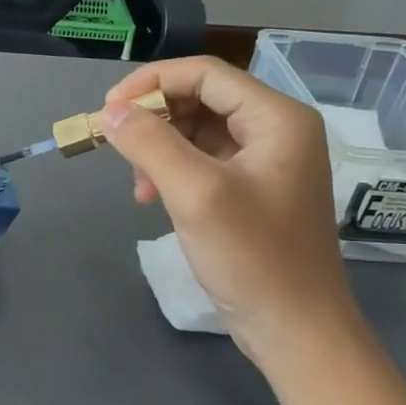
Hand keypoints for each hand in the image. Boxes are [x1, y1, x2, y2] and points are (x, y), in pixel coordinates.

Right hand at [99, 57, 359, 360]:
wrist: (296, 330)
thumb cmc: (253, 258)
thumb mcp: (195, 194)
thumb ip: (150, 144)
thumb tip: (111, 112)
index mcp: (277, 118)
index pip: (205, 73)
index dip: (152, 83)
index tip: (108, 110)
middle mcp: (277, 130)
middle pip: (202, 98)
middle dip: (155, 119)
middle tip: (119, 147)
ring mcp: (266, 162)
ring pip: (198, 131)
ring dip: (160, 148)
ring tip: (139, 186)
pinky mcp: (253, 190)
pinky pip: (204, 161)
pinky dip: (173, 171)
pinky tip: (154, 197)